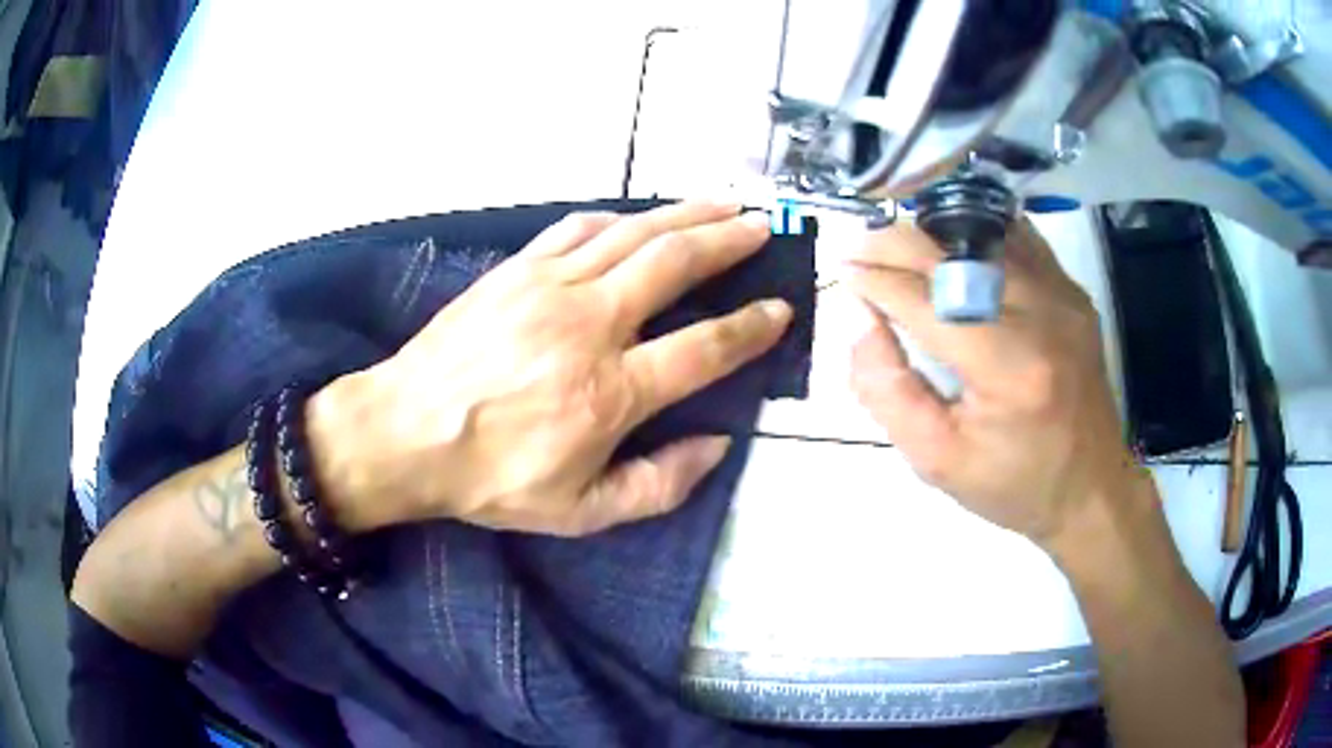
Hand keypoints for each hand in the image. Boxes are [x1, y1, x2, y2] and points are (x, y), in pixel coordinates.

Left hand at [308, 202, 790, 535]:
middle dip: (729, 240)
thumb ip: (659, 485)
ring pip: (634, 234)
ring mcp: (551, 287)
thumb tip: (716, 445)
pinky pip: (578, 228)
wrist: (405, 432)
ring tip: (723, 203)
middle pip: (676, 264)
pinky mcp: (518, 270)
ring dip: (686, 214)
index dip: (751, 328)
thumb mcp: (581, 511)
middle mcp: (591, 325)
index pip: (704, 347)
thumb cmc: (492, 478)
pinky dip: (618, 218)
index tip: (779, 310)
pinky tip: (638, 217)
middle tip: (762, 227)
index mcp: (612, 392)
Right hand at [848, 219, 1142, 547]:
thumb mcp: (936, 461)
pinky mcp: (1072, 292)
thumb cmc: (1013, 486)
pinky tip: (950, 245)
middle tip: (858, 247)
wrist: (1090, 489)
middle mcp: (1041, 314)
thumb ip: (887, 390)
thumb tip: (859, 319)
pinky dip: (977, 234)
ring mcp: (1063, 295)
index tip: (843, 273)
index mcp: (1008, 367)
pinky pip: (1018, 240)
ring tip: (896, 243)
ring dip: (933, 233)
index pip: (926, 301)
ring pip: (986, 233)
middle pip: (955, 253)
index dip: (877, 281)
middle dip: (896, 243)